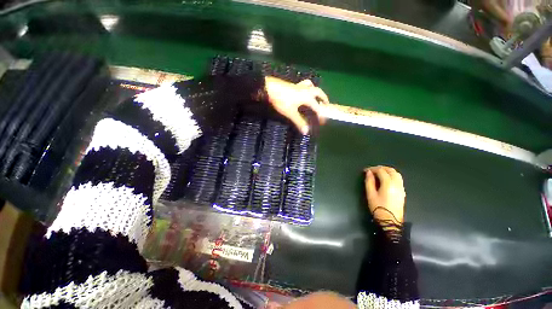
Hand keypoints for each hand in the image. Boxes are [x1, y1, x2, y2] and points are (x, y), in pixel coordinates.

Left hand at [264, 76, 328, 134]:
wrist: (270, 88)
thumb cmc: (282, 101)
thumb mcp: (291, 113)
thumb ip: (299, 122)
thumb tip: (306, 131)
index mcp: (307, 97)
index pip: (317, 107)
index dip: (321, 115)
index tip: (322, 121)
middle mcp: (306, 90)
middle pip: (318, 92)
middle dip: (324, 99)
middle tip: (326, 104)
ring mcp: (299, 86)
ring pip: (311, 86)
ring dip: (316, 91)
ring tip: (317, 96)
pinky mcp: (293, 85)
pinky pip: (303, 85)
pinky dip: (307, 87)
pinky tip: (303, 91)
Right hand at [364, 166, 404, 225]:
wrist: (390, 221)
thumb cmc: (378, 208)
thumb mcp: (370, 194)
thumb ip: (369, 182)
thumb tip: (368, 172)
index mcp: (388, 184)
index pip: (381, 171)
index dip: (372, 169)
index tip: (365, 171)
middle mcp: (397, 184)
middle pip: (390, 170)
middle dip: (380, 168)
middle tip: (371, 170)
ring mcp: (401, 187)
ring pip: (396, 173)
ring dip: (387, 170)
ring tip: (378, 173)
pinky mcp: (402, 191)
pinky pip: (398, 178)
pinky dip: (392, 175)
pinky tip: (385, 179)